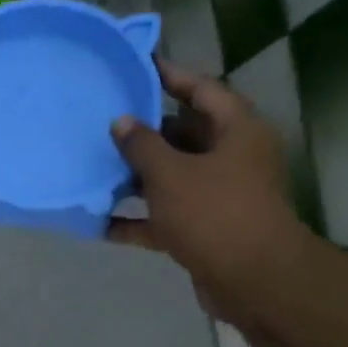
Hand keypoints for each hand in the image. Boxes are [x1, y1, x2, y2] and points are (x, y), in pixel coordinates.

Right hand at [107, 58, 309, 324]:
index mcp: (236, 132)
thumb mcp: (170, 173)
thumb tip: (122, 122)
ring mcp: (219, 196)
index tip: (138, 65)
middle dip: (145, 131)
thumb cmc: (214, 213)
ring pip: (172, 177)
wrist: (253, 280)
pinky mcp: (205, 229)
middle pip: (185, 135)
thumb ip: (141, 145)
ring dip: (136, 176)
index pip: (202, 90)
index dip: (170, 76)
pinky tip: (101, 221)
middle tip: (104, 120)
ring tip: (94, 167)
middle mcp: (232, 158)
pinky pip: (164, 216)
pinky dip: (137, 219)